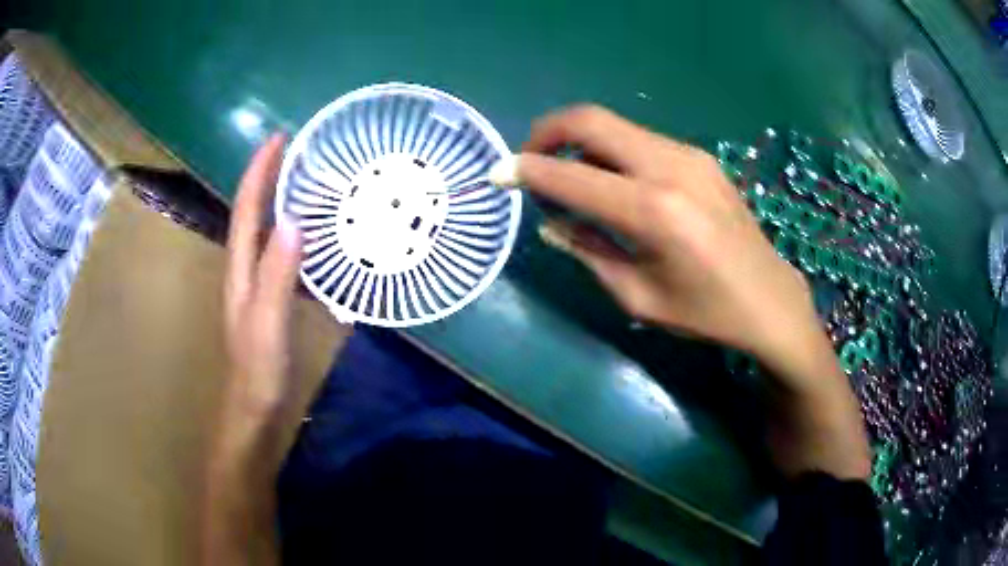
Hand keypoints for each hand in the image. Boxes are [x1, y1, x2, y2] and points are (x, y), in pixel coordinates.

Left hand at [202, 134, 301, 565]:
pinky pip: (282, 254)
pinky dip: (295, 233)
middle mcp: (245, 270)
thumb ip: (278, 275)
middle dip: (271, 177)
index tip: (280, 138)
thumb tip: (294, 220)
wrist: (254, 413)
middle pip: (254, 214)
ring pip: (267, 232)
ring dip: (282, 201)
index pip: (246, 210)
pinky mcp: (272, 301)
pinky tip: (318, 234)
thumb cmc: (257, 373)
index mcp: (240, 270)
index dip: (259, 172)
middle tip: (302, 151)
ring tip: (313, 180)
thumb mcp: (267, 324)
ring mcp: (257, 286)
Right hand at [515, 105, 868, 478]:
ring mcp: (689, 155)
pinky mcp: (699, 157)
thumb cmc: (705, 312)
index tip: (498, 173)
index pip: (571, 175)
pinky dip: (611, 150)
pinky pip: (639, 140)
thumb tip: (550, 221)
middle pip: (591, 120)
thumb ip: (587, 250)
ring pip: (615, 126)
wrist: (769, 298)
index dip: (526, 170)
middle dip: (548, 131)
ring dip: (580, 141)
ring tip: (569, 176)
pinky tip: (612, 181)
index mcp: (654, 212)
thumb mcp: (637, 296)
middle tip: (530, 159)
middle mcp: (670, 168)